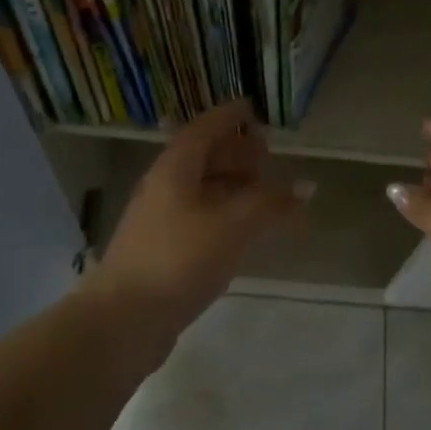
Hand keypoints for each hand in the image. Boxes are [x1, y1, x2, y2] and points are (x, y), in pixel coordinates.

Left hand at [87, 101, 307, 342]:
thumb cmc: (179, 260)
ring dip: (233, 185)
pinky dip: (226, 215)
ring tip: (265, 191)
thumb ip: (270, 204)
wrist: (124, 320)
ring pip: (201, 190)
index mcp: (174, 170)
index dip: (229, 116)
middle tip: (267, 152)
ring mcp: (160, 221)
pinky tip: (244, 230)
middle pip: (202, 158)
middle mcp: (164, 188)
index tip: (253, 108)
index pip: (203, 129)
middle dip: (235, 152)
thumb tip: (306, 187)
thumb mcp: (232, 226)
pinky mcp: (163, 251)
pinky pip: (200, 218)